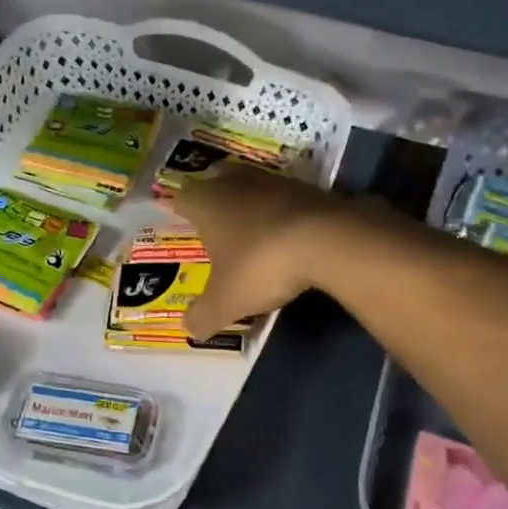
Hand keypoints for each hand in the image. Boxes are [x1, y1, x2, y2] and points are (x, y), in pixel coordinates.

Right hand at [171, 168, 346, 339]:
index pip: (181, 197)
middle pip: (216, 180)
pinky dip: (282, 213)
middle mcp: (235, 182)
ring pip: (252, 186)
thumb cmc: (261, 265)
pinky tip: (287, 236)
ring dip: (250, 204)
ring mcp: (275, 180)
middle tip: (214, 224)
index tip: (180, 224)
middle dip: (214, 198)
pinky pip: (285, 198)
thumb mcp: (226, 302)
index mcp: (206, 202)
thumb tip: (188, 327)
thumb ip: (203, 316)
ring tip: (251, 232)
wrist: (329, 240)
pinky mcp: (309, 187)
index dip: (178, 211)